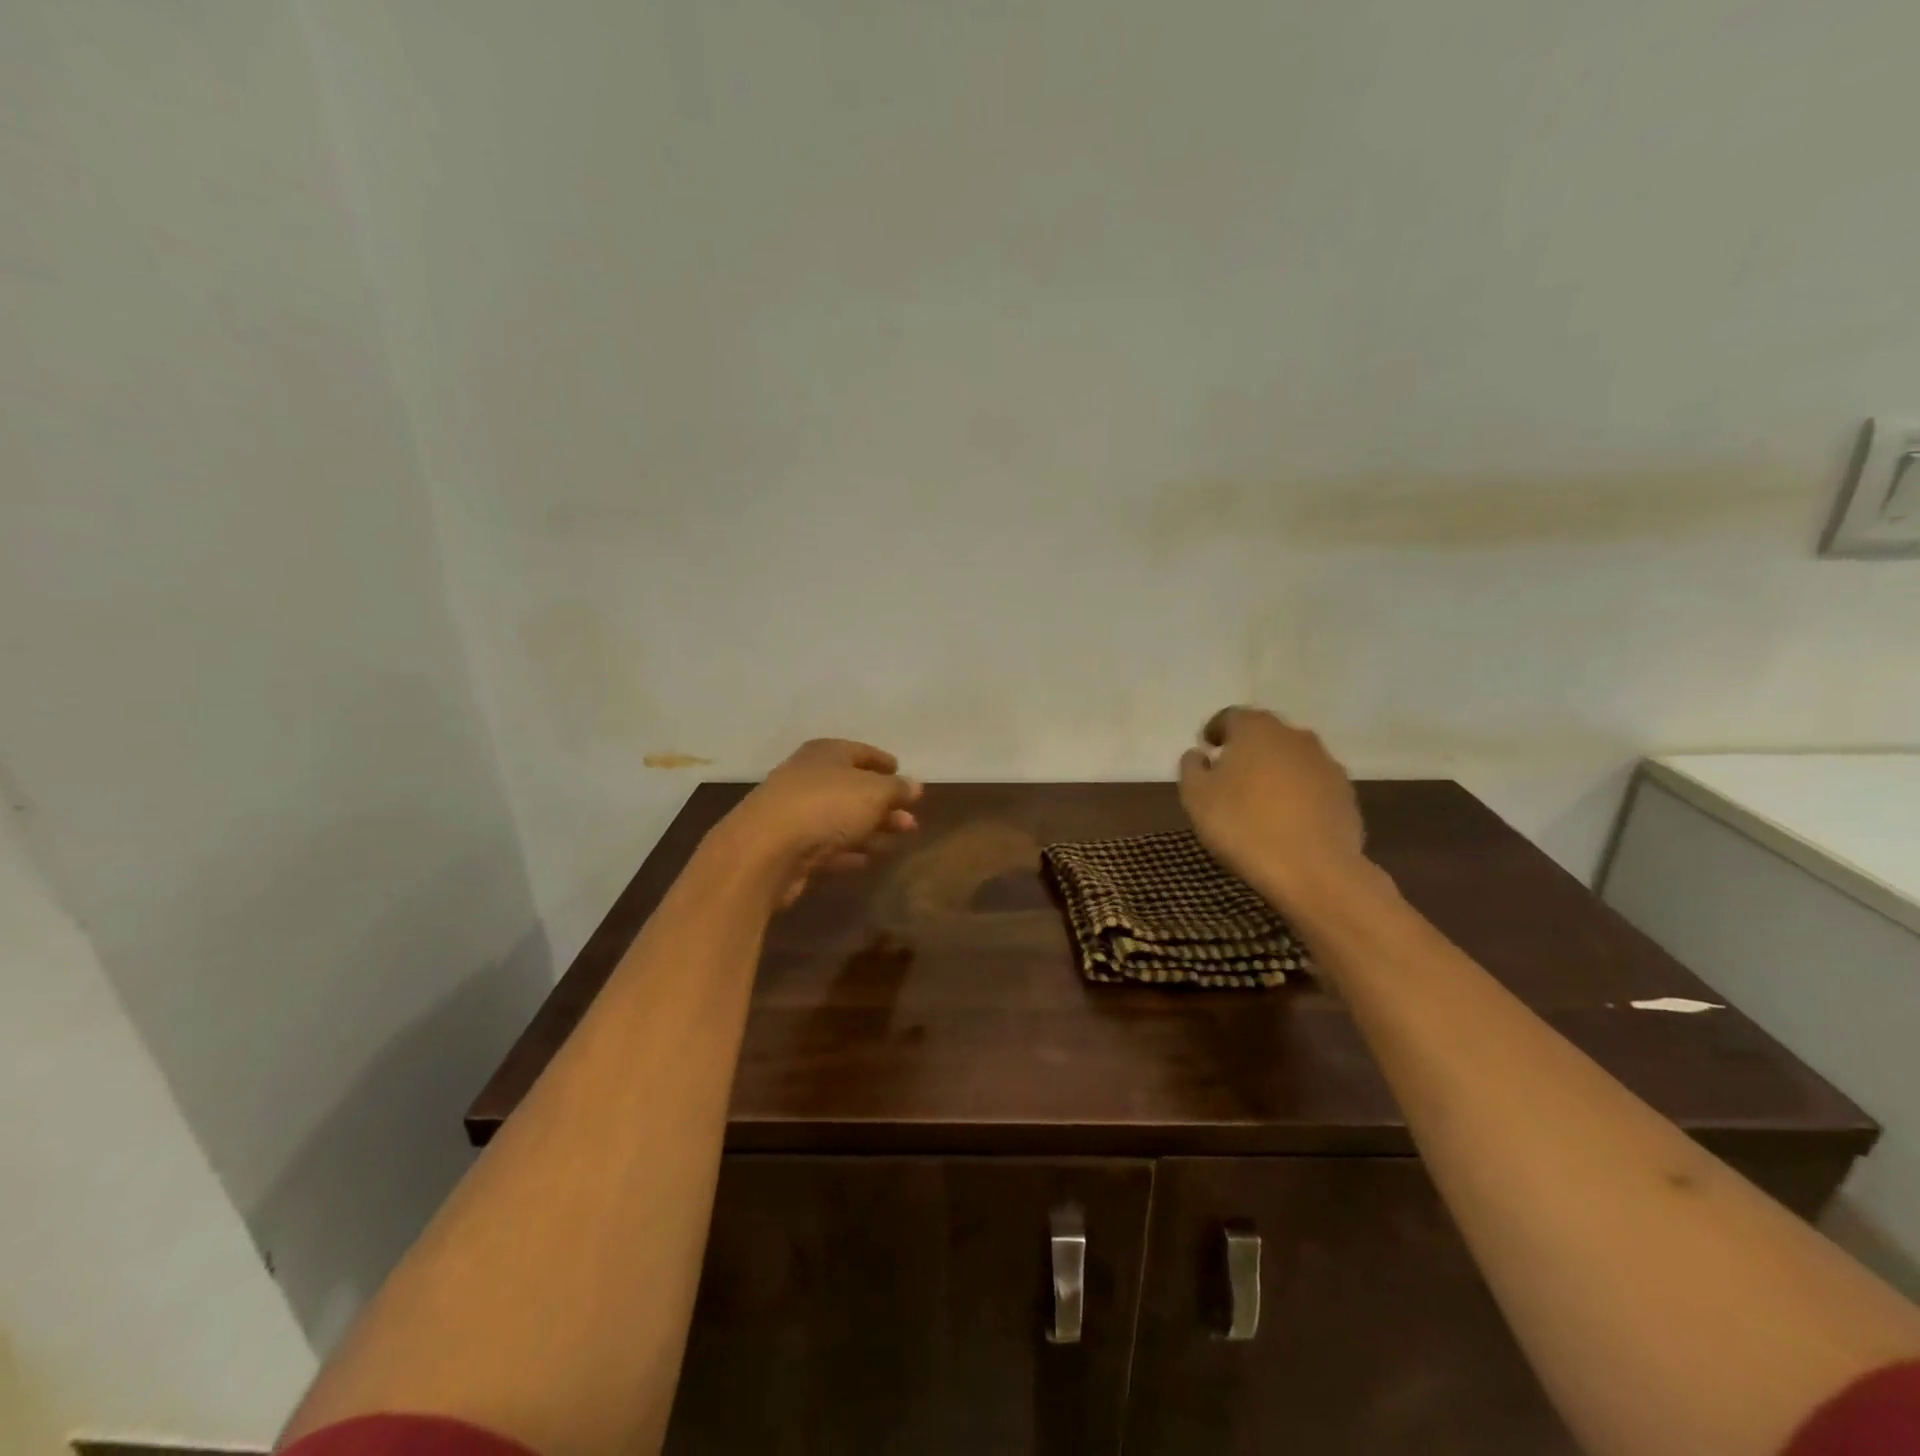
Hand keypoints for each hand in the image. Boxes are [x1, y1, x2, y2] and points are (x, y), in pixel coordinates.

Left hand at [718, 738, 921, 906]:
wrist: (765, 850)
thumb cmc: (826, 806)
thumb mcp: (873, 792)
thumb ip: (897, 789)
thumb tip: (915, 786)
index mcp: (825, 754)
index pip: (860, 752)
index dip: (882, 762)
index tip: (902, 773)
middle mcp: (808, 778)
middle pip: (853, 789)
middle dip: (884, 804)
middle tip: (910, 820)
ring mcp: (796, 813)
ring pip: (843, 818)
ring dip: (872, 829)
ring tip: (899, 840)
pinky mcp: (790, 847)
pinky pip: (828, 845)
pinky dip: (849, 850)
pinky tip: (869, 860)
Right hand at [1178, 706, 1367, 905]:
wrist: (1313, 869)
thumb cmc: (1243, 825)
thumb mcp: (1196, 797)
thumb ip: (1192, 768)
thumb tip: (1199, 754)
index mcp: (1256, 729)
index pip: (1230, 717)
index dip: (1215, 731)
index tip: (1206, 749)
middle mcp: (1295, 736)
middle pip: (1264, 735)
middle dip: (1246, 750)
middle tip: (1228, 775)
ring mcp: (1326, 764)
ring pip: (1291, 759)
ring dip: (1273, 772)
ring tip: (1258, 801)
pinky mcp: (1346, 793)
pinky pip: (1312, 785)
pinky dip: (1297, 794)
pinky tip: (1285, 820)